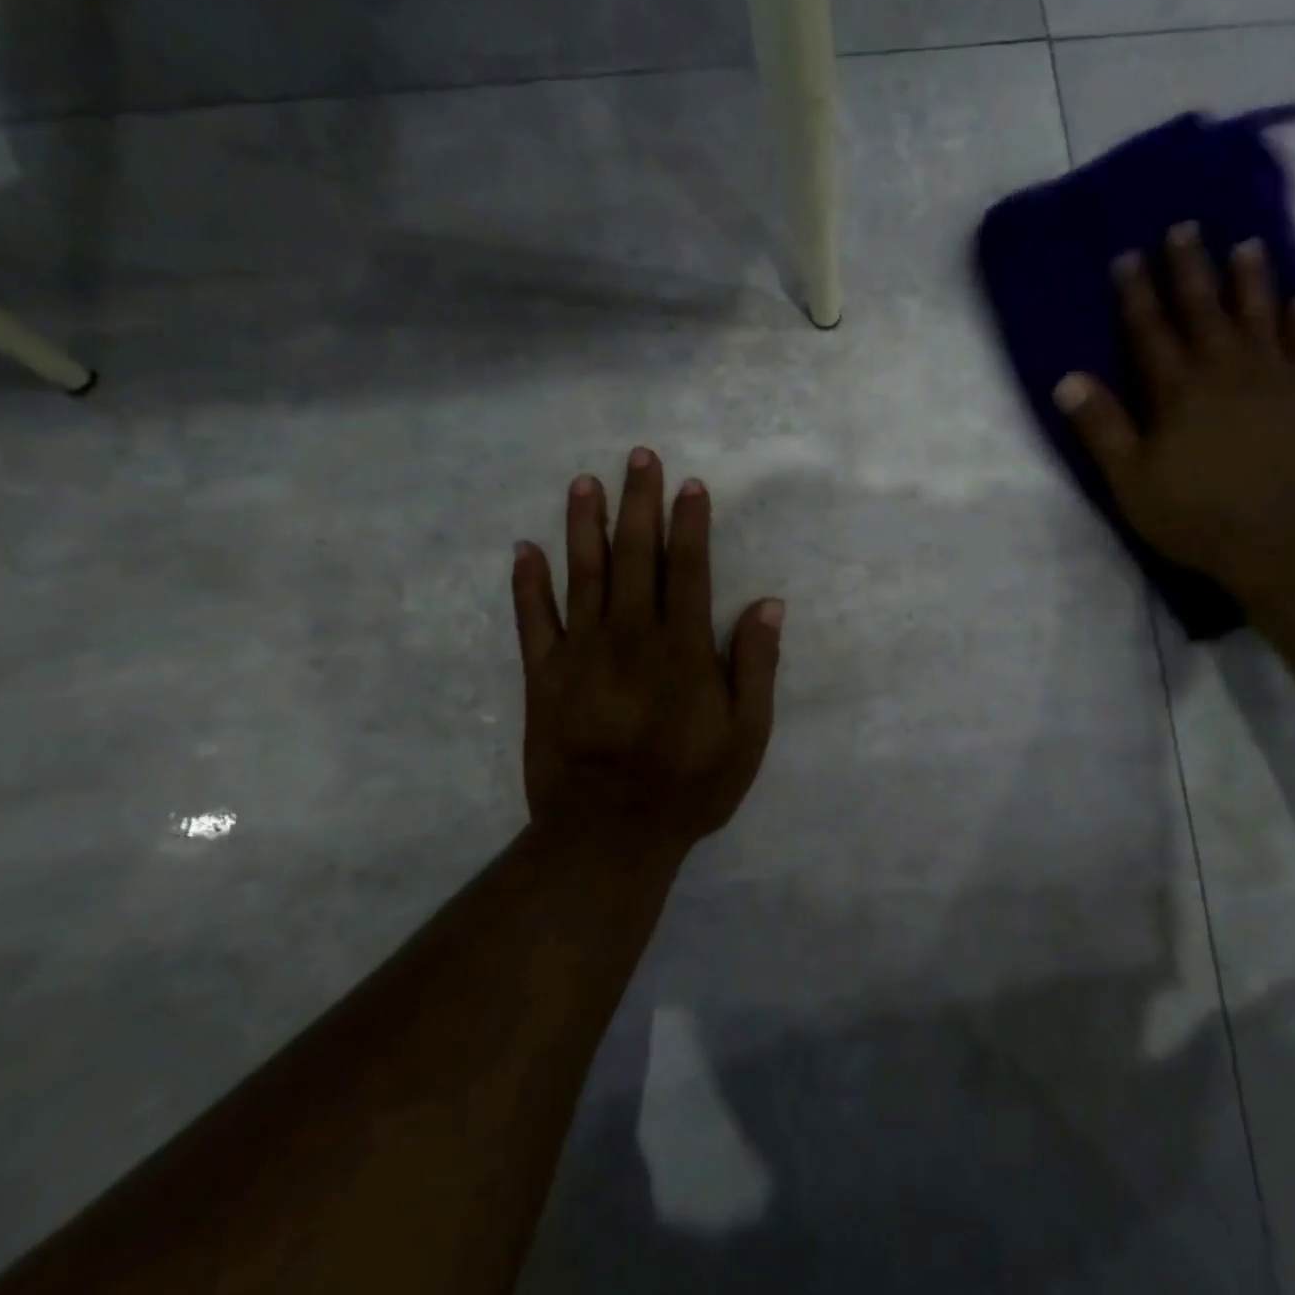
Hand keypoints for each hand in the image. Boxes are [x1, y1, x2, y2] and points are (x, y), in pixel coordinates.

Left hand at [511, 448, 782, 860]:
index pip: (689, 571)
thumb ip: (756, 668)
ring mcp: (580, 655)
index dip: (690, 525)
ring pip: (583, 576)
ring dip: (584, 526)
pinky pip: (532, 621)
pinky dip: (527, 584)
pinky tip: (525, 549)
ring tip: (584, 483)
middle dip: (639, 504)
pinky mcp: (542, 678)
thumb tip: (768, 605)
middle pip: (635, 558)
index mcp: (682, 651)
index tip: (690, 485)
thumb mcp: (746, 737)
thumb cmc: (688, 787)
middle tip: (639, 457)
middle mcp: (630, 639)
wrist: (606, 838)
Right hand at [1053, 223, 1294, 597]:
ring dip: (1251, 279)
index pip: (1150, 331)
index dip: (1136, 293)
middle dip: (1190, 268)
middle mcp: (1226, 372)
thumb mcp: (1130, 480)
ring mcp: (1276, 382)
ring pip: (1260, 317)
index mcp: (1178, 392)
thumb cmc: (1195, 516)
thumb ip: (1101, 428)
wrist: (1283, 543)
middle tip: (1184, 227)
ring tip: (1247, 243)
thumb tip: (1067, 379)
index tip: (1127, 255)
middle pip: (1204, 310)